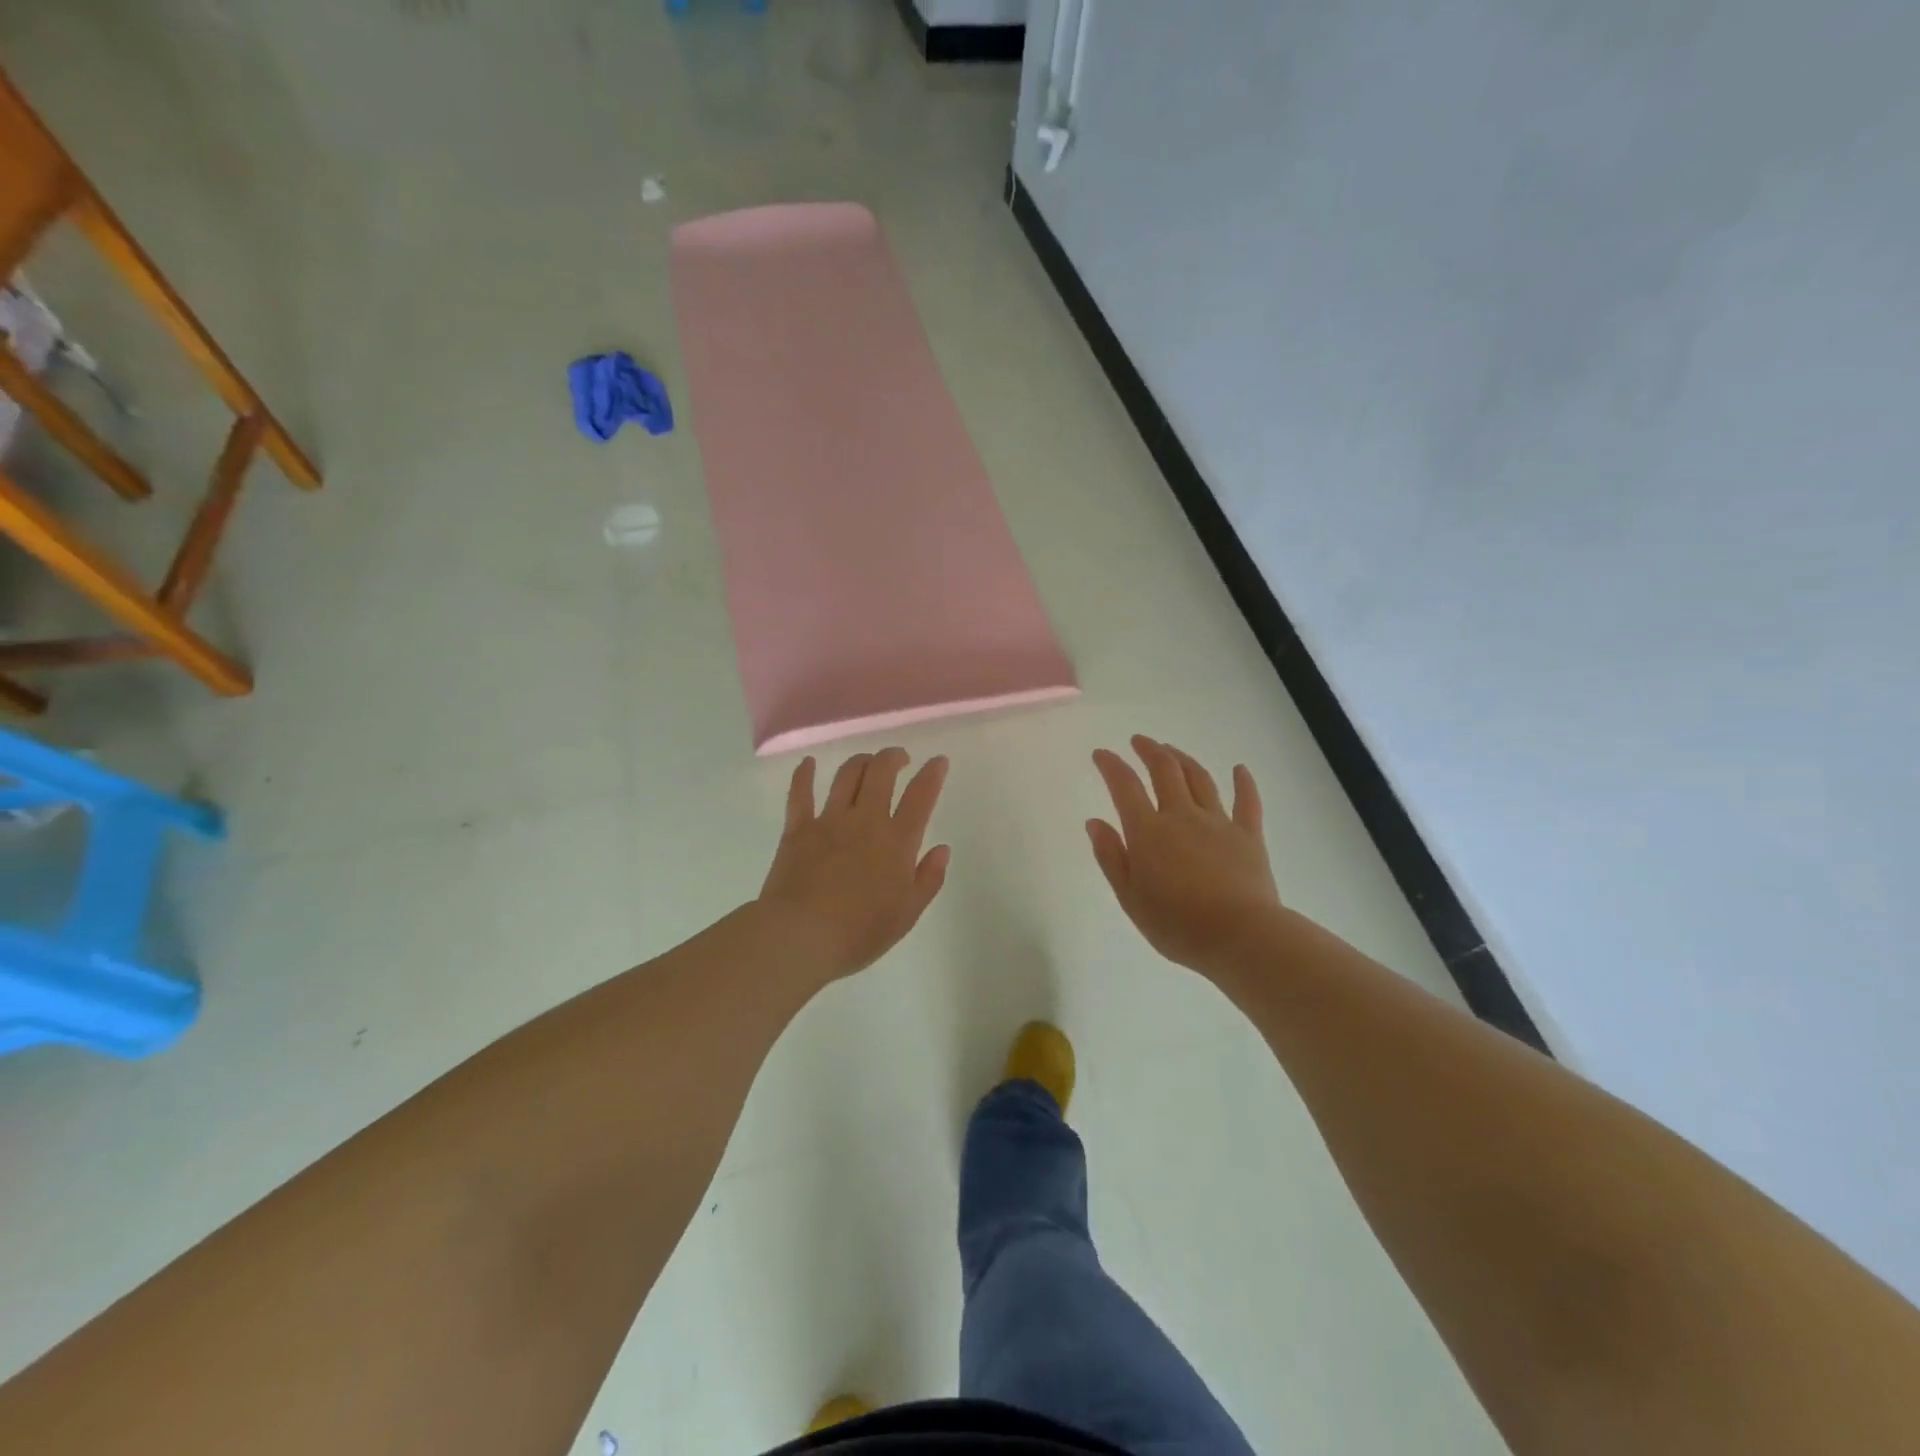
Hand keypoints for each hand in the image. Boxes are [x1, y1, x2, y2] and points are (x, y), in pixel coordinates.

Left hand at [757, 748, 951, 984]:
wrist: (801, 936)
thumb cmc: (859, 932)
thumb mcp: (907, 914)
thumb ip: (929, 879)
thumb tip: (942, 849)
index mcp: (897, 841)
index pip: (921, 796)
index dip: (932, 774)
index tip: (938, 760)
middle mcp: (866, 820)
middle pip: (882, 772)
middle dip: (894, 757)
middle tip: (900, 759)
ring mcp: (829, 820)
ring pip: (847, 776)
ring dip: (861, 761)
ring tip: (868, 762)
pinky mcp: (797, 829)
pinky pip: (800, 793)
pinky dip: (804, 774)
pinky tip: (808, 763)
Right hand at [1087, 736, 1280, 977]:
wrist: (1240, 936)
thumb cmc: (1177, 924)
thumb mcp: (1130, 897)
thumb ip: (1111, 857)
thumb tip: (1095, 822)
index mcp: (1148, 831)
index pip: (1124, 786)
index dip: (1111, 765)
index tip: (1101, 754)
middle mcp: (1182, 816)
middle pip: (1165, 771)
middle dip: (1149, 751)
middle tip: (1139, 741)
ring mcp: (1218, 822)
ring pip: (1200, 779)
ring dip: (1183, 759)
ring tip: (1172, 750)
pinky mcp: (1248, 835)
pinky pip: (1246, 802)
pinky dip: (1243, 782)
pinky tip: (1239, 769)